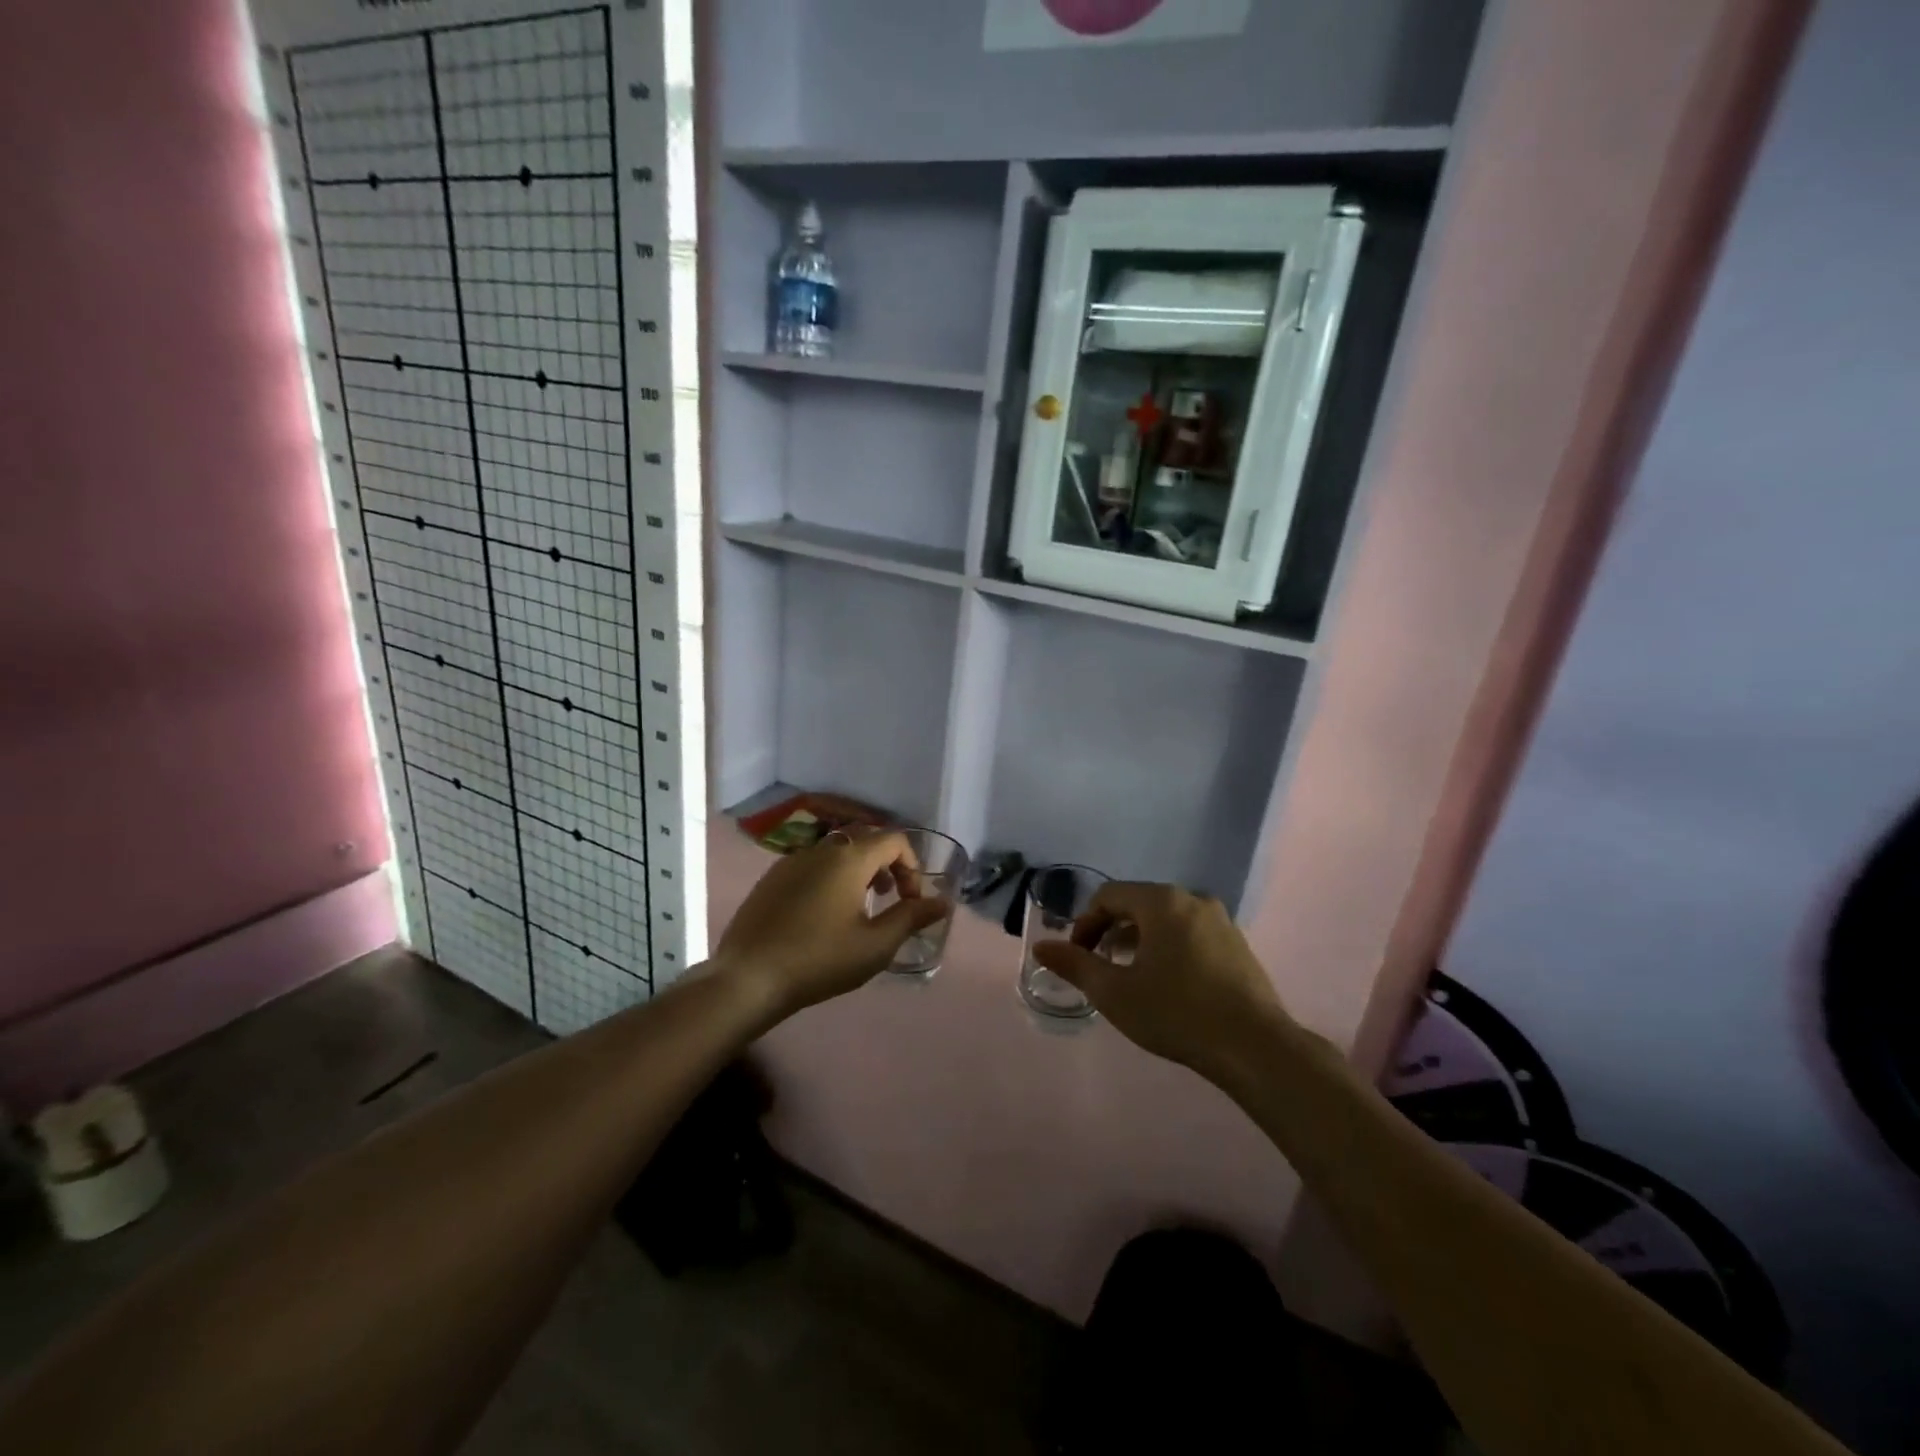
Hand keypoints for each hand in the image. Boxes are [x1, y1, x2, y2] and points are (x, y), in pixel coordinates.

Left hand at [714, 827, 951, 1016]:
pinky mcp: (772, 878)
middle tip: (890, 898)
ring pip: (837, 851)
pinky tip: (823, 915)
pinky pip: (812, 864)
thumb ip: (911, 918)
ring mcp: (792, 861)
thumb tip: (943, 902)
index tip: (910, 901)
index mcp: (849, 858)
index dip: (912, 865)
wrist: (748, 977)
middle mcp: (821, 849)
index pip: (894, 840)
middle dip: (886, 864)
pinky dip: (830, 877)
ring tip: (860, 907)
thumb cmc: (819, 960)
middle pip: (865, 839)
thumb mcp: (875, 945)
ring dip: (858, 870)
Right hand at [1033, 882, 1291, 1078]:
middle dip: (1111, 930)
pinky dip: (1168, 947)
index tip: (1077, 957)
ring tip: (1129, 976)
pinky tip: (1167, 983)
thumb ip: (1075, 965)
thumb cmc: (1177, 1013)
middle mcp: (1192, 899)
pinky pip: (1190, 933)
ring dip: (1139, 940)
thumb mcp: (1115, 993)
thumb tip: (1042, 947)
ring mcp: (1220, 921)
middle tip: (1099, 966)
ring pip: (1165, 919)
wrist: (1255, 1048)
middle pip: (1138, 903)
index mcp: (1161, 901)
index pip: (1109, 896)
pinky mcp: (1237, 945)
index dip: (1085, 923)